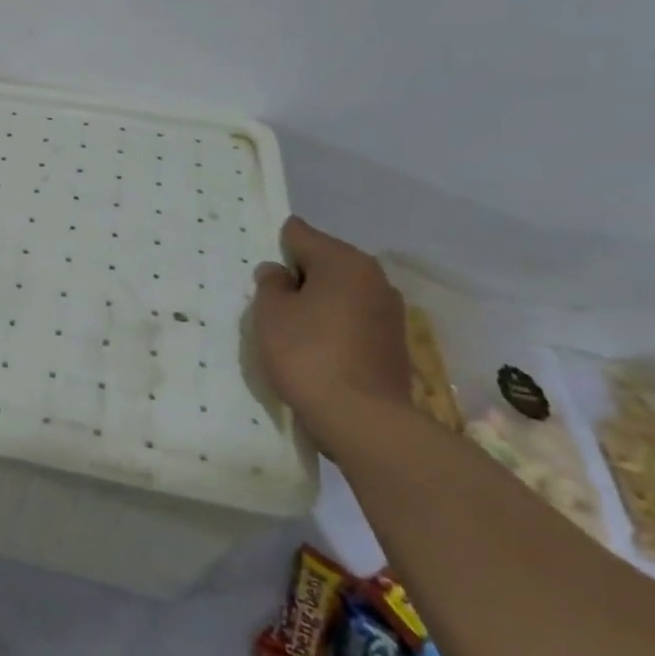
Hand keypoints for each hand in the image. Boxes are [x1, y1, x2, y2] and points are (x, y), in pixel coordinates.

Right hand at [249, 217, 412, 458]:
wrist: (363, 421)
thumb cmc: (308, 355)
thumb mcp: (270, 313)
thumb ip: (270, 284)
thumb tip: (280, 272)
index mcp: (344, 261)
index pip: (301, 234)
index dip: (276, 245)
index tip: (260, 265)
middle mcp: (374, 278)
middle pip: (325, 262)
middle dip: (299, 276)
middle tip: (270, 299)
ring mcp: (389, 312)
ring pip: (341, 293)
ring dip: (318, 302)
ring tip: (292, 327)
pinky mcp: (394, 344)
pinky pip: (354, 320)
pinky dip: (334, 325)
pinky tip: (316, 348)